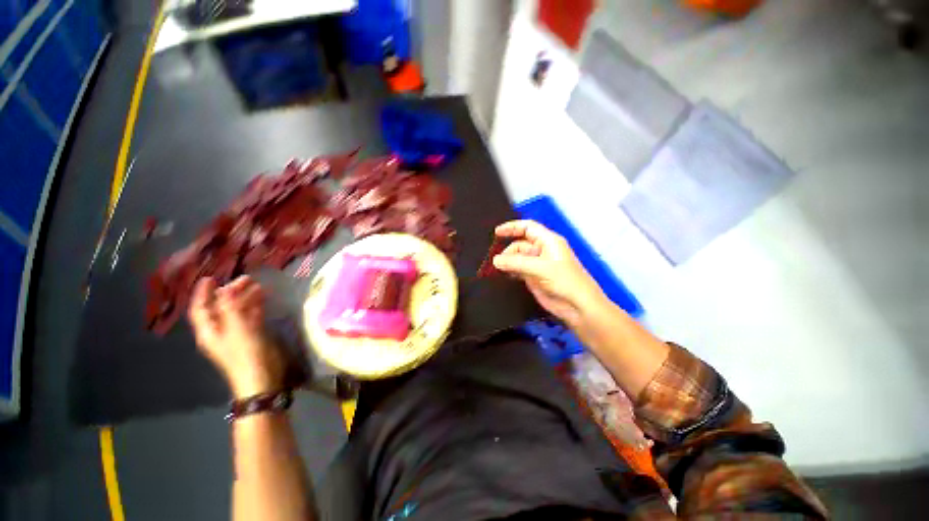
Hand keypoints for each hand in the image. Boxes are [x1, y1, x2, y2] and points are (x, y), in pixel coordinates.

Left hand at [188, 276, 283, 398]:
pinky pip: (250, 316)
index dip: (203, 293)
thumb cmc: (246, 354)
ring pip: (237, 311)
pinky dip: (255, 305)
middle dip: (230, 292)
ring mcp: (237, 333)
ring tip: (257, 285)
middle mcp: (220, 330)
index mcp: (209, 331)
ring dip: (244, 297)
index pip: (200, 309)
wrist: (262, 377)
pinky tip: (263, 297)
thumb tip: (225, 288)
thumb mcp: (237, 330)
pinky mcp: (252, 335)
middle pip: (221, 307)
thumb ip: (231, 308)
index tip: (210, 278)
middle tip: (246, 279)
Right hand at [492, 220, 606, 326]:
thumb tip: (495, 260)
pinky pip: (518, 269)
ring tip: (497, 269)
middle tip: (495, 261)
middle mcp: (542, 250)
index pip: (528, 228)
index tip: (496, 232)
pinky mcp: (533, 277)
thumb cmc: (564, 281)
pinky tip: (503, 274)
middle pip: (519, 244)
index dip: (512, 227)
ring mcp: (537, 264)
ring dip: (507, 262)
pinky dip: (510, 271)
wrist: (577, 306)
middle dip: (507, 251)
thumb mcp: (540, 268)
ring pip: (517, 258)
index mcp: (548, 241)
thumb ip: (516, 263)